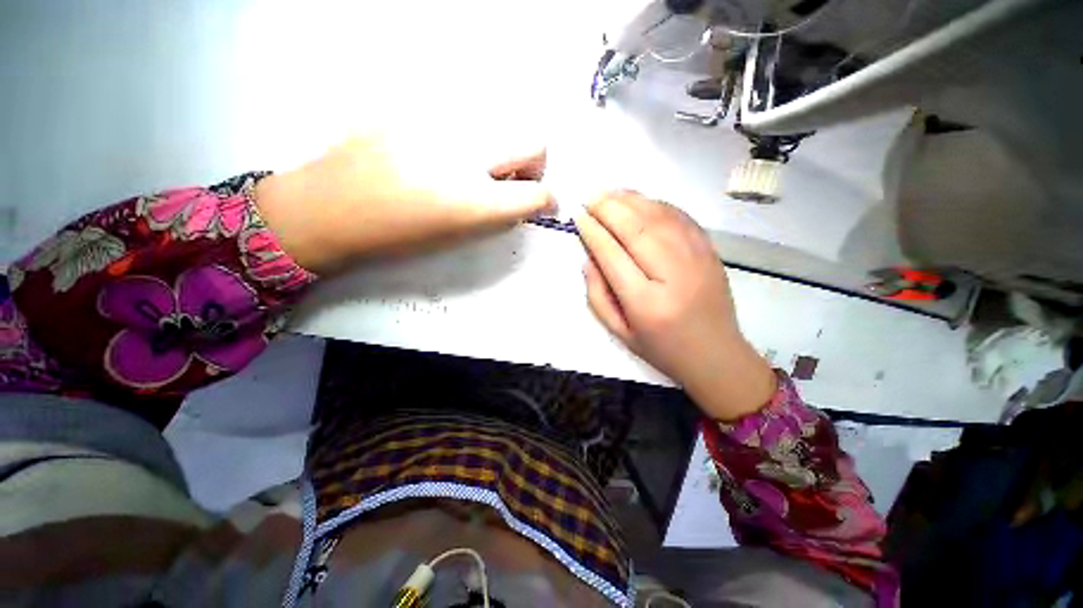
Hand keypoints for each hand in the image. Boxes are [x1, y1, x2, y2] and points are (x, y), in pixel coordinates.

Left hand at [254, 133, 552, 272]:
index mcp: (474, 202)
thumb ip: (496, 217)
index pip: (536, 194)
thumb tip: (518, 203)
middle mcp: (466, 158)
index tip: (543, 203)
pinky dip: (465, 138)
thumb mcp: (456, 238)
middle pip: (532, 142)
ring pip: (498, 125)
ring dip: (499, 149)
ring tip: (472, 167)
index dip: (547, 200)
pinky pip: (460, 119)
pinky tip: (439, 153)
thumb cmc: (396, 237)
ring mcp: (440, 126)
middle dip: (535, 164)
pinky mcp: (416, 109)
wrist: (329, 209)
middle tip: (515, 179)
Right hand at [574, 191, 775, 420]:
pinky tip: (639, 200)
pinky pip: (680, 217)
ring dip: (630, 200)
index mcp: (646, 303)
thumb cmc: (662, 349)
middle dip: (608, 208)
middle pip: (636, 229)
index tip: (578, 217)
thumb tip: (589, 258)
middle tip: (590, 199)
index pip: (612, 255)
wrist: (716, 355)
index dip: (593, 232)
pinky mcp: (710, 250)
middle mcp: (673, 275)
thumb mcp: (620, 332)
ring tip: (608, 194)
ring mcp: (696, 258)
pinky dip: (656, 203)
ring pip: (658, 216)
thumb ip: (598, 296)